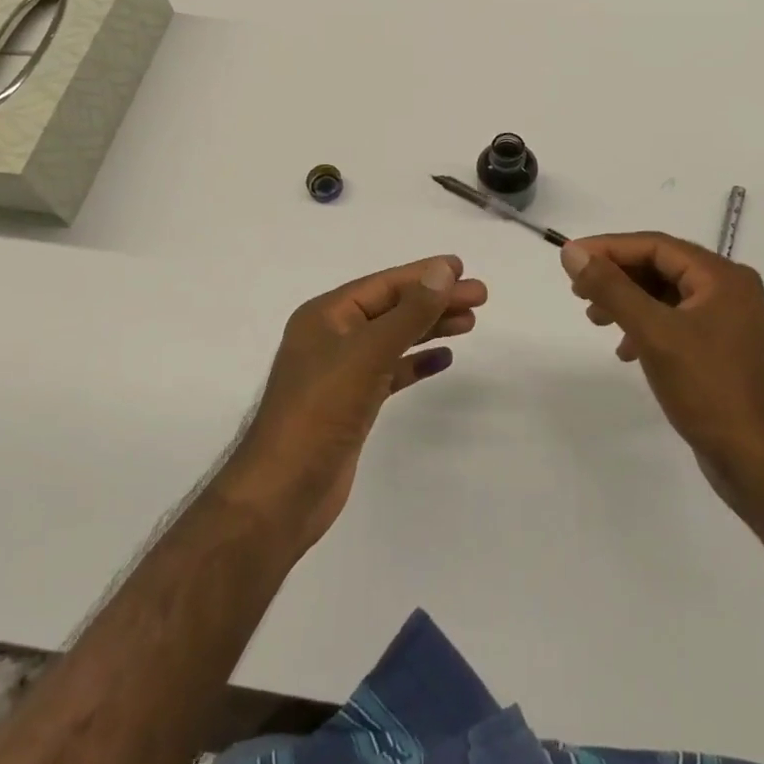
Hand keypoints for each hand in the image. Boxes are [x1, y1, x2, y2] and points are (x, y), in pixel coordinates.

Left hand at [218, 256, 484, 553]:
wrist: (282, 495)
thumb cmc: (320, 412)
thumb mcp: (368, 353)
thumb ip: (409, 312)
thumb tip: (444, 271)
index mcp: (326, 315)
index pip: (385, 284)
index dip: (425, 274)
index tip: (463, 268)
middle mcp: (332, 336)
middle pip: (393, 309)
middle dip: (435, 301)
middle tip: (481, 296)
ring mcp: (342, 372)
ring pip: (394, 339)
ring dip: (430, 328)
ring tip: (471, 322)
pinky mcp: (352, 405)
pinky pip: (391, 372)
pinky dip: (416, 363)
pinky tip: (444, 359)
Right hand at [562, 232, 763, 513]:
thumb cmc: (710, 390)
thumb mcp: (654, 333)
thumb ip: (611, 288)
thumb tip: (572, 251)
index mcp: (722, 276)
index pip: (656, 245)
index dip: (609, 248)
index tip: (570, 258)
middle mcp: (730, 290)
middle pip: (662, 267)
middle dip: (618, 277)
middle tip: (579, 293)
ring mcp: (730, 322)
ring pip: (667, 296)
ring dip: (629, 303)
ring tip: (596, 320)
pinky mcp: (724, 351)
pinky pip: (677, 322)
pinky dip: (647, 328)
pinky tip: (627, 351)